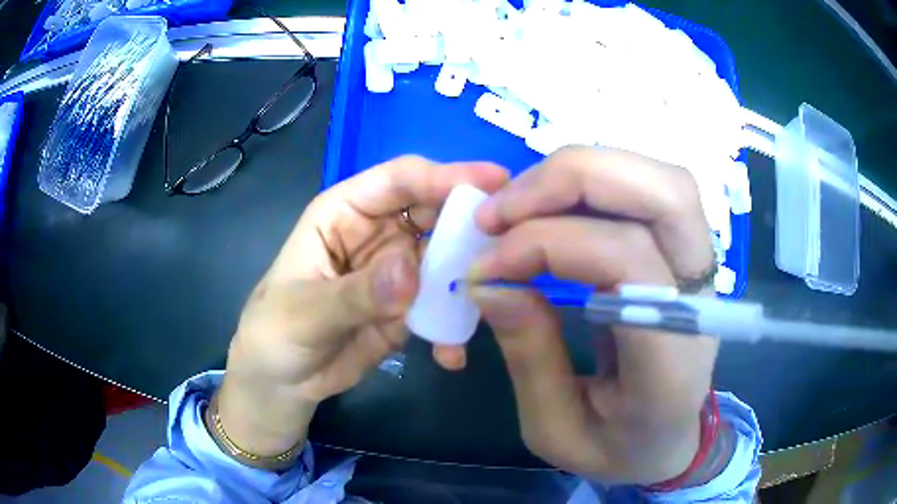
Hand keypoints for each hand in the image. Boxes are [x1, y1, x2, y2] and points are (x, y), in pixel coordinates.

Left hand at [217, 156, 508, 457]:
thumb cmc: (277, 332)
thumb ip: (357, 293)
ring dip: (469, 277)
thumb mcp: (307, 312)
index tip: (493, 182)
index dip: (444, 176)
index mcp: (345, 212)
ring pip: (447, 259)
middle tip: (512, 242)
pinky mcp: (410, 306)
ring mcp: (398, 271)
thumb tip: (411, 272)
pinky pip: (443, 305)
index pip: (399, 180)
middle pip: (434, 214)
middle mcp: (378, 233)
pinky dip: (453, 325)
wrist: (282, 382)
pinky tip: (452, 354)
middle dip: (469, 225)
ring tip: (491, 301)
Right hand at [457, 147, 717, 484]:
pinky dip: (593, 184)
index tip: (487, 268)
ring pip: (660, 180)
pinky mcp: (685, 254)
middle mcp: (701, 299)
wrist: (668, 441)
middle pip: (665, 194)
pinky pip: (648, 191)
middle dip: (573, 180)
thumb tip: (488, 281)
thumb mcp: (556, 429)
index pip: (628, 260)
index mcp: (673, 360)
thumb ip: (529, 357)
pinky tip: (552, 206)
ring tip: (519, 204)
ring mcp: (699, 269)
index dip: (549, 244)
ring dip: (582, 173)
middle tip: (499, 211)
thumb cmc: (616, 448)